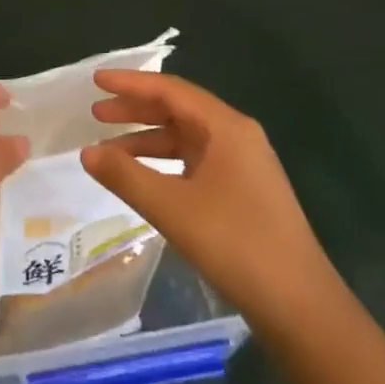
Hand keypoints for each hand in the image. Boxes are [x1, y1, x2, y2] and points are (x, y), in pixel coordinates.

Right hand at [80, 70, 332, 329]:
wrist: (298, 303)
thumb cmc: (234, 243)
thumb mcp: (171, 207)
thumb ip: (125, 175)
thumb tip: (86, 152)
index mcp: (226, 128)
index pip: (171, 90)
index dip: (130, 83)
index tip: (96, 80)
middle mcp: (237, 137)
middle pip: (179, 109)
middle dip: (136, 110)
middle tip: (96, 115)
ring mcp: (243, 165)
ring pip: (186, 138)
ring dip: (147, 139)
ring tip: (108, 151)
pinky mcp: (243, 191)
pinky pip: (194, 161)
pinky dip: (164, 163)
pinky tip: (142, 178)